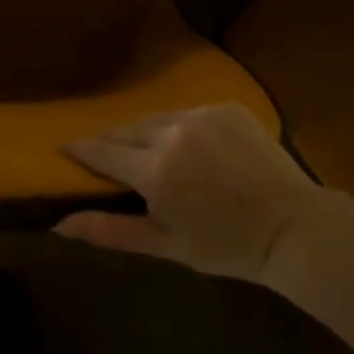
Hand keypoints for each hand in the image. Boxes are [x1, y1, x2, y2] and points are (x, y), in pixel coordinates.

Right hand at [55, 103, 317, 283]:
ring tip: (148, 152)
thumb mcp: (165, 244)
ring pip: (156, 119)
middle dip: (111, 142)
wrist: (294, 227)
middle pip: (125, 129)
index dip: (80, 149)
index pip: (101, 150)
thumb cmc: (226, 246)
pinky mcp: (226, 107)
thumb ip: (109, 231)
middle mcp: (172, 132)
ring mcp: (201, 115)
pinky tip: (191, 149)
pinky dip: (180, 128)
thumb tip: (59, 225)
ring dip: (145, 133)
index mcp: (154, 169)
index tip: (64, 149)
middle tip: (106, 157)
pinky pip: (188, 114)